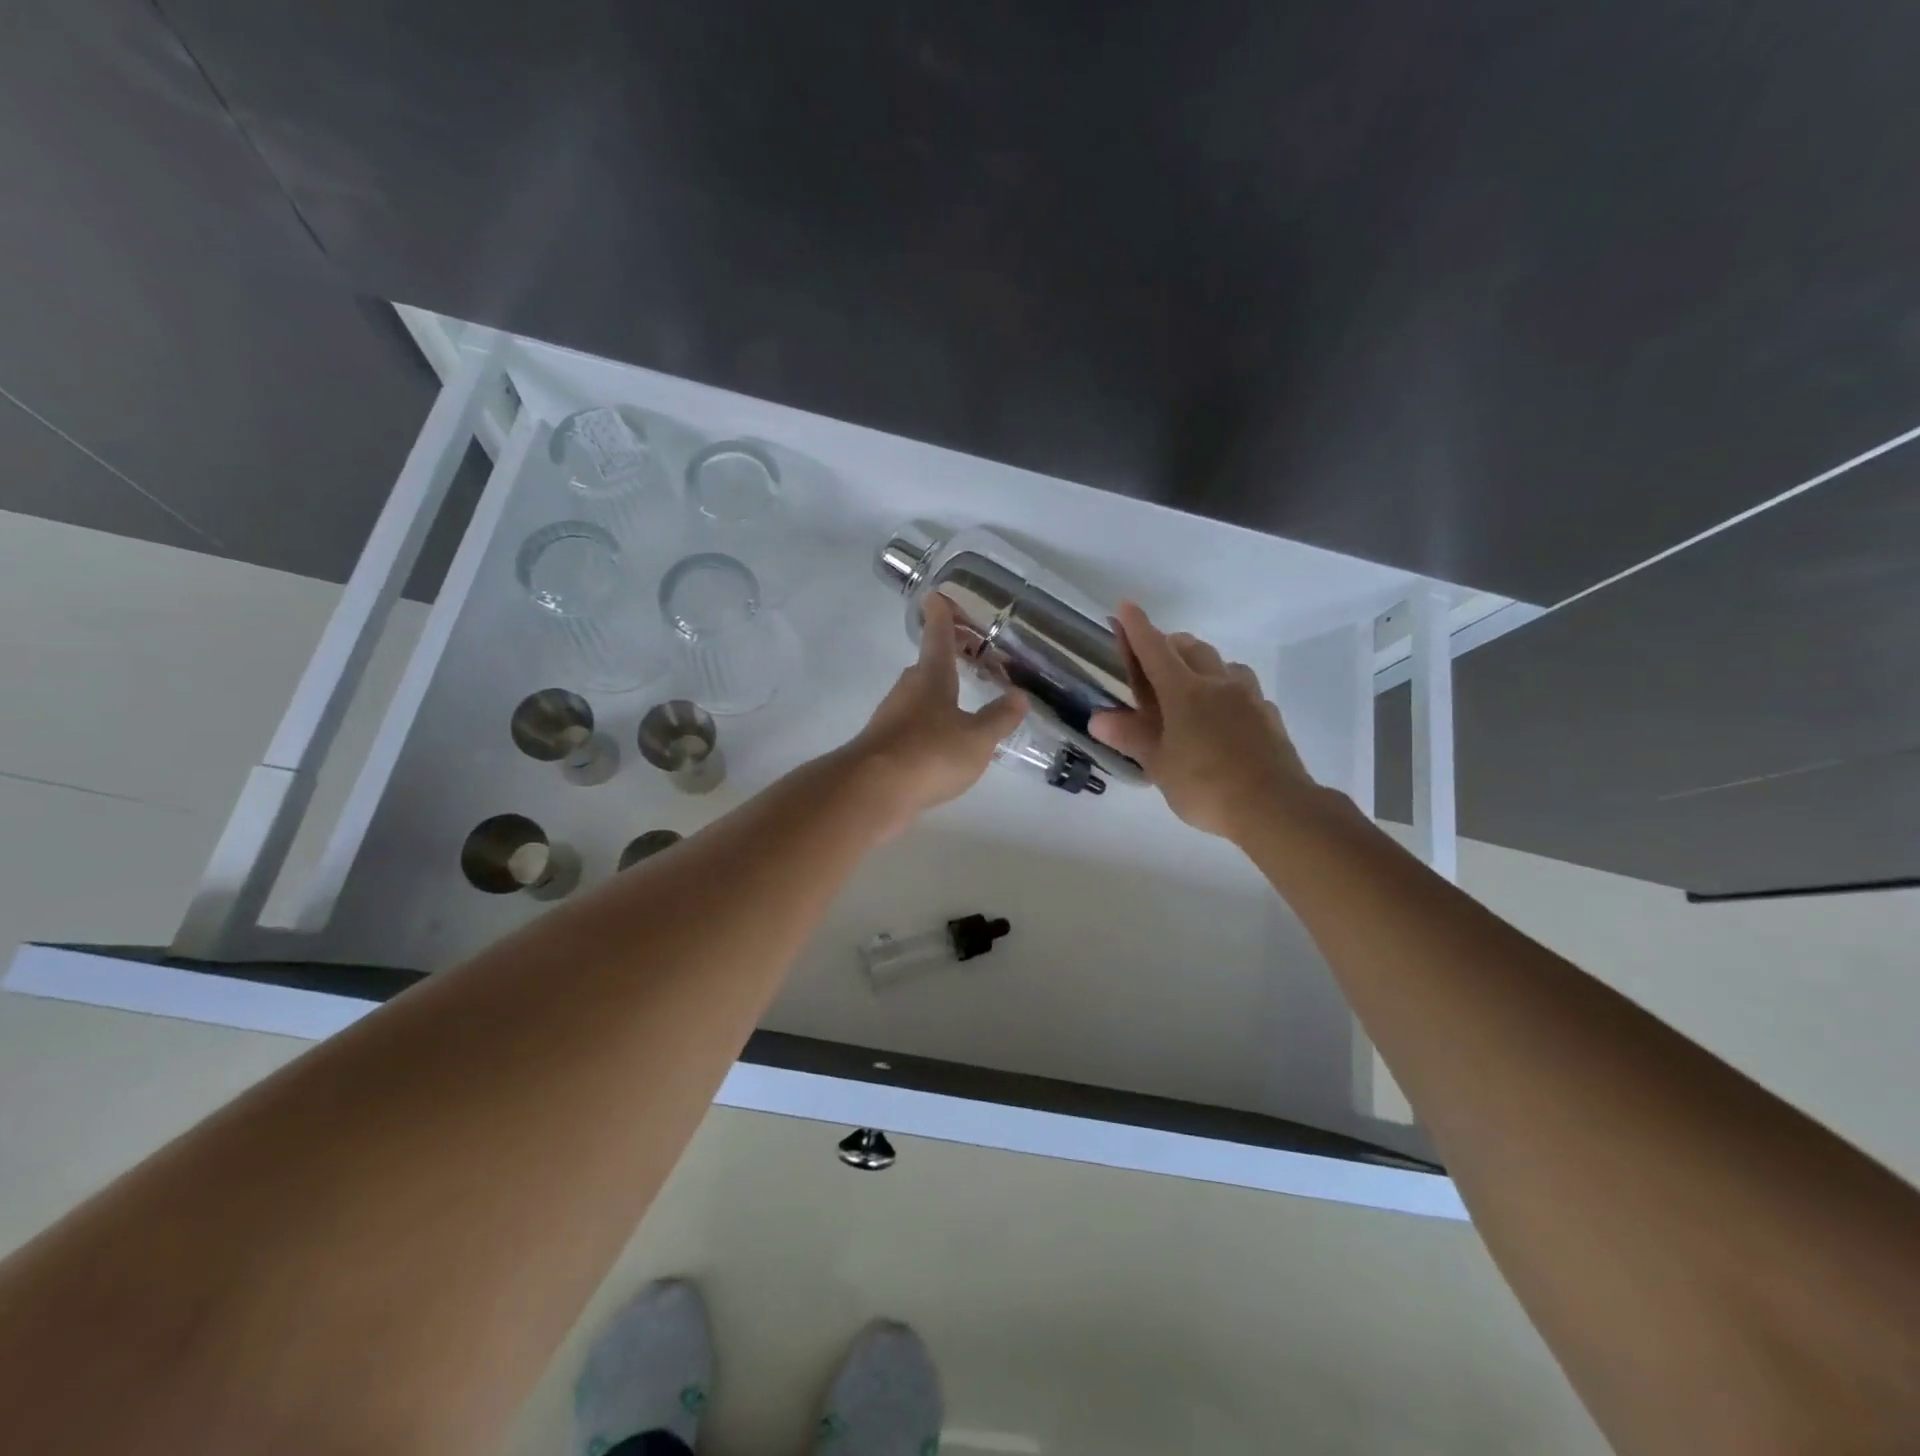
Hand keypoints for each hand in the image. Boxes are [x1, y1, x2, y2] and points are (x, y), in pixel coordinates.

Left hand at [843, 594, 1027, 838]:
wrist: (872, 792)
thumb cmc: (930, 753)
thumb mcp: (977, 738)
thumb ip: (999, 718)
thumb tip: (1018, 696)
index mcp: (932, 677)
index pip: (938, 637)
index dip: (942, 617)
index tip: (936, 596)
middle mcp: (908, 691)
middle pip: (927, 666)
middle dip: (946, 657)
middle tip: (968, 652)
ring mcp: (891, 719)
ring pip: (918, 697)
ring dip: (938, 693)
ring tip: (963, 699)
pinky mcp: (884, 747)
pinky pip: (913, 725)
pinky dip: (929, 724)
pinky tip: (943, 742)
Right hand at [1090, 601, 1316, 840]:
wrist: (1274, 806)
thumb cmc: (1205, 785)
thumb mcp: (1158, 764)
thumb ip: (1131, 736)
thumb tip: (1097, 719)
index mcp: (1183, 691)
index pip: (1154, 649)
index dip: (1137, 627)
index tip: (1125, 606)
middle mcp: (1216, 683)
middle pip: (1191, 647)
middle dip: (1169, 644)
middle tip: (1154, 658)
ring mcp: (1248, 697)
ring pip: (1223, 664)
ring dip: (1202, 663)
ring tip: (1191, 684)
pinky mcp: (1268, 715)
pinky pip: (1244, 688)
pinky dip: (1226, 689)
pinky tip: (1224, 713)